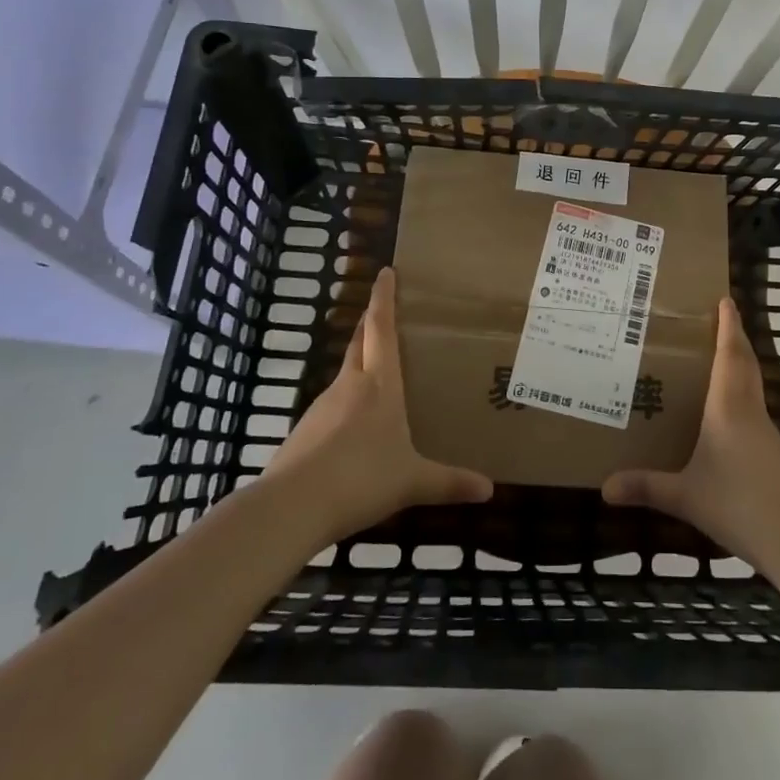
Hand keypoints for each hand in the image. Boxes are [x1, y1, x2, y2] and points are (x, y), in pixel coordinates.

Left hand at [269, 268, 492, 549]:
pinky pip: (332, 405)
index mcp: (379, 385)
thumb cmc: (361, 479)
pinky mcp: (304, 431)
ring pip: (345, 373)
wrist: (290, 508)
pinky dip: (347, 401)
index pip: (381, 328)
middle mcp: (349, 385)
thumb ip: (449, 483)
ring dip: (360, 363)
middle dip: (370, 322)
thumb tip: (489, 490)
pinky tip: (356, 426)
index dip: (384, 298)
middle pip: (359, 342)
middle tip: (384, 310)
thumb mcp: (412, 482)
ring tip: (380, 372)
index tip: (386, 272)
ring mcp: (322, 406)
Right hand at [602, 297, 779, 569]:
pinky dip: (742, 392)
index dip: (728, 326)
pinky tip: (727, 410)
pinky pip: (754, 406)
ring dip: (740, 363)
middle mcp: (749, 410)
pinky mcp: (773, 451)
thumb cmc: (737, 503)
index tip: (725, 299)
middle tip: (721, 318)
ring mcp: (766, 430)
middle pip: (745, 362)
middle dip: (735, 337)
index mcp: (728, 408)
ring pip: (753, 383)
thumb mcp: (685, 496)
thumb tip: (604, 488)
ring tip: (719, 356)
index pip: (729, 355)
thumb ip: (646, 487)